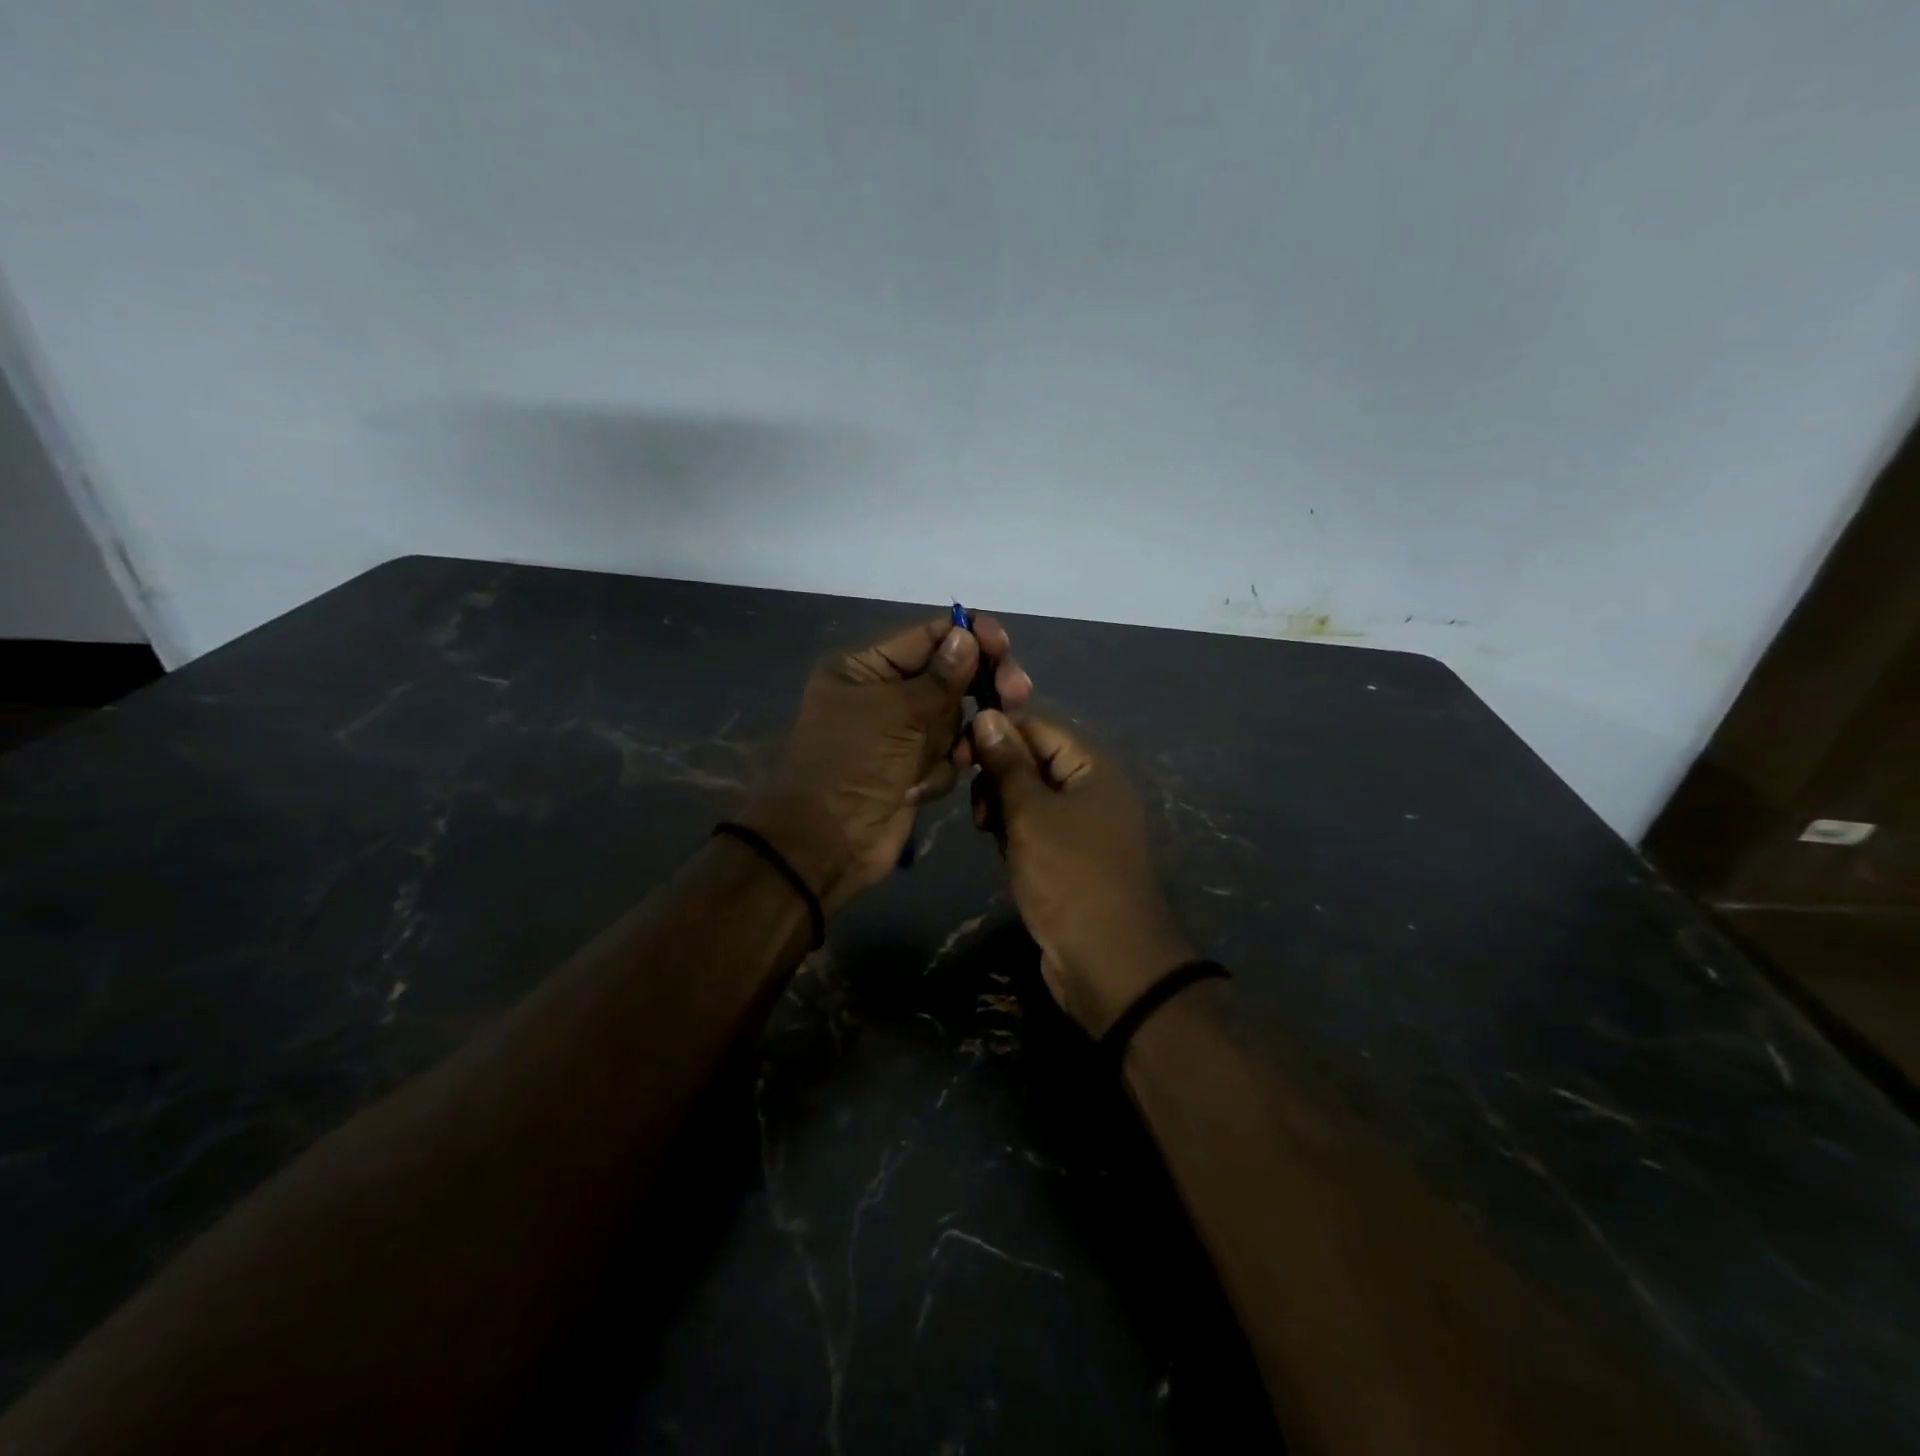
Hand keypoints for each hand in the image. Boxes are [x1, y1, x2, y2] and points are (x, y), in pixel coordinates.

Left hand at [745, 616, 1030, 912]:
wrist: (828, 842)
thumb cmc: (854, 764)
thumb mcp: (898, 712)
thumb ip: (941, 676)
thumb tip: (967, 635)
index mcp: (866, 667)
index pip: (928, 637)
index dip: (968, 635)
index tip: (1003, 645)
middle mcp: (883, 694)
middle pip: (949, 676)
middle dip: (978, 688)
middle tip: (1016, 694)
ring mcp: (899, 734)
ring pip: (953, 719)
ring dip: (955, 739)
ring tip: (958, 756)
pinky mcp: (912, 769)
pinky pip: (946, 755)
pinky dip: (938, 771)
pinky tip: (919, 788)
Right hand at [970, 711, 1193, 1035]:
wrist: (1108, 963)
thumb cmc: (1069, 877)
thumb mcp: (1031, 814)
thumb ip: (1007, 764)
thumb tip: (987, 715)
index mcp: (1092, 767)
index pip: (1037, 728)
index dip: (997, 734)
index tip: (958, 754)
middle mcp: (1091, 790)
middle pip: (1032, 762)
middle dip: (997, 777)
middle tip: (979, 810)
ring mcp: (1082, 827)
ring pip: (1029, 799)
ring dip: (1002, 809)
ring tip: (988, 833)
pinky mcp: (1070, 859)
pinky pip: (1035, 830)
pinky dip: (1014, 836)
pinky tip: (1002, 853)